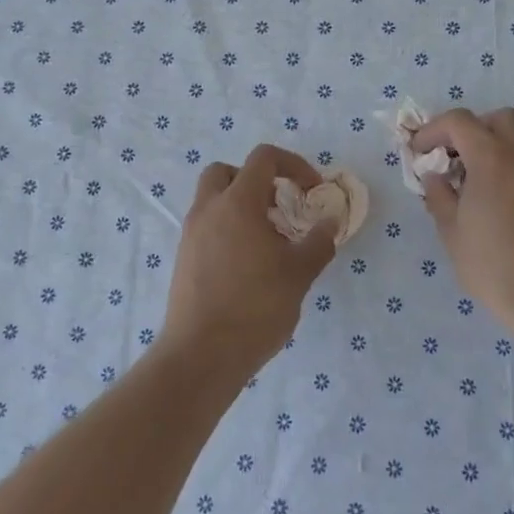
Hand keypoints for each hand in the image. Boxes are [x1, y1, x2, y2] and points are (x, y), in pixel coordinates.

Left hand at [163, 144, 337, 374]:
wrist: (201, 355)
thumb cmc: (255, 307)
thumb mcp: (299, 274)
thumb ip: (319, 242)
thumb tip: (330, 222)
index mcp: (237, 203)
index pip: (263, 158)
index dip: (293, 164)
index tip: (311, 190)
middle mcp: (208, 210)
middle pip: (227, 172)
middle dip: (256, 181)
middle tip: (279, 207)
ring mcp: (191, 234)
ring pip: (214, 200)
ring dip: (241, 206)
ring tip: (268, 240)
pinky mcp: (183, 259)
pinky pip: (207, 227)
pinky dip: (228, 230)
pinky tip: (248, 265)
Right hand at [415, 108, 513, 335]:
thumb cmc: (494, 266)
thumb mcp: (452, 233)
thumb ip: (439, 195)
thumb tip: (435, 176)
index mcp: (492, 158)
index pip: (459, 121)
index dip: (433, 130)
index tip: (419, 153)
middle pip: (496, 119)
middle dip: (469, 130)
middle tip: (451, 159)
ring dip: (492, 146)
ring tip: (473, 181)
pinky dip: (510, 164)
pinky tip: (497, 198)